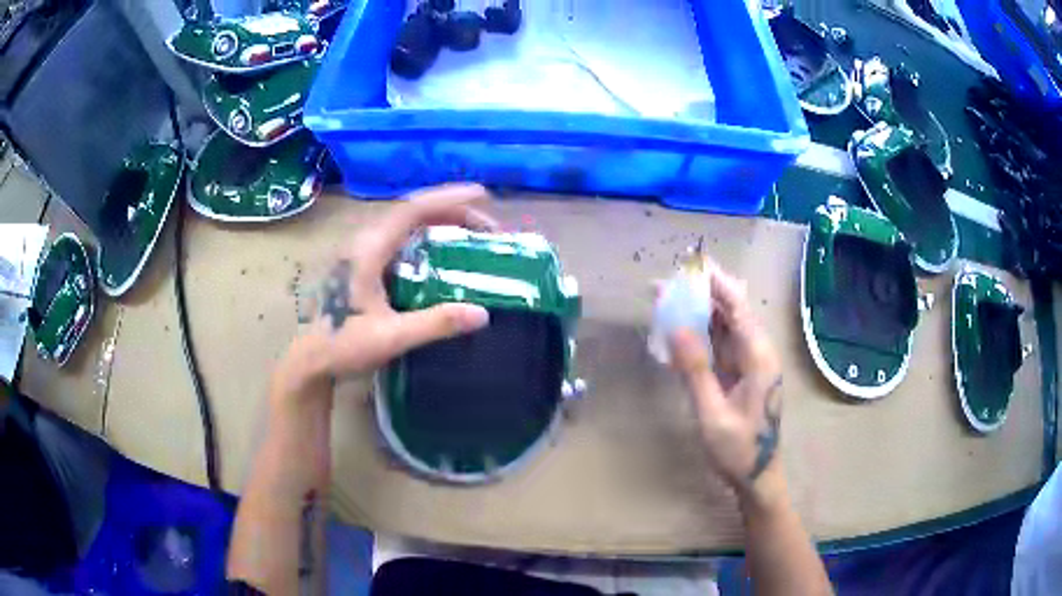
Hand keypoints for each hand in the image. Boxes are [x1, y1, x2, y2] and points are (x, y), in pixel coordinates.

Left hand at [276, 184, 496, 399]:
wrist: (309, 361)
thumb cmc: (343, 346)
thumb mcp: (391, 337)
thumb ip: (435, 324)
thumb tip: (483, 314)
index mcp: (367, 251)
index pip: (411, 210)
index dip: (448, 198)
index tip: (482, 195)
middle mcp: (364, 242)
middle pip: (411, 212)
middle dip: (451, 210)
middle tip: (487, 225)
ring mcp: (361, 253)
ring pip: (405, 224)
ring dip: (439, 221)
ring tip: (471, 231)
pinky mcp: (362, 265)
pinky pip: (399, 239)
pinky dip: (426, 237)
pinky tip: (442, 252)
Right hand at [668, 260, 784, 509]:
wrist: (757, 476)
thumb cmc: (738, 450)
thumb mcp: (712, 413)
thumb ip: (695, 369)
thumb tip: (676, 326)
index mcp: (758, 356)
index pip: (737, 307)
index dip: (715, 282)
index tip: (689, 264)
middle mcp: (758, 352)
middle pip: (731, 310)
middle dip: (701, 293)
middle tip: (667, 284)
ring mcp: (750, 363)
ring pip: (725, 325)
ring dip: (698, 311)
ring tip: (666, 299)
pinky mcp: (741, 373)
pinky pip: (720, 344)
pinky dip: (700, 334)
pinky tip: (679, 330)